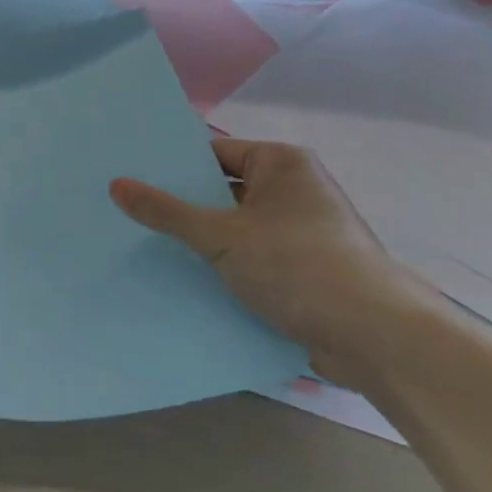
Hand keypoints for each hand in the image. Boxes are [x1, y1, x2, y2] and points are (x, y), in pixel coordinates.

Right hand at [112, 139, 428, 383]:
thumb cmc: (298, 266)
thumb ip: (167, 211)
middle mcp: (295, 189)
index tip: (134, 175)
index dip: (175, 165)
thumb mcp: (221, 235)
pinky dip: (227, 267)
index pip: (215, 152)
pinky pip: (254, 258)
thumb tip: (115, 185)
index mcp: (281, 163)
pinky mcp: (307, 271)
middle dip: (185, 205)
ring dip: (204, 241)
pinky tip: (188, 279)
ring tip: (148, 245)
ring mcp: (303, 232)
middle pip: (224, 190)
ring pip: (237, 229)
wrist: (376, 339)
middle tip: (130, 210)